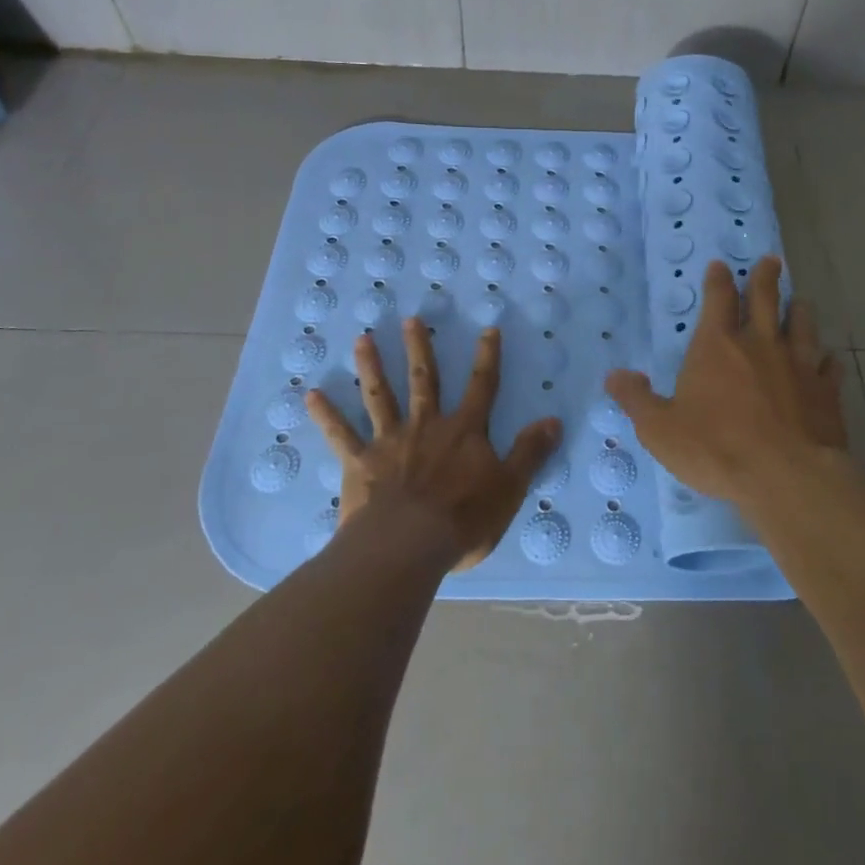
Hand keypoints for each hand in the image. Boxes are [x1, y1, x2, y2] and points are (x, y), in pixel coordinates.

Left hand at [306, 319, 561, 571]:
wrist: (408, 545)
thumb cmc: (463, 519)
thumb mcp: (510, 487)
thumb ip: (530, 452)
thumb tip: (554, 420)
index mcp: (464, 431)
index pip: (481, 386)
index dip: (487, 357)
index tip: (488, 329)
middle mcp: (426, 425)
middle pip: (424, 379)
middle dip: (419, 347)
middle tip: (410, 318)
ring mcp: (389, 441)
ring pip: (380, 396)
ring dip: (372, 366)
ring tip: (362, 338)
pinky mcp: (359, 463)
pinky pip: (340, 435)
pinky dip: (325, 415)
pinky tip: (310, 394)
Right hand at [607, 257, 846, 508]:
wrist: (786, 476)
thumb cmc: (716, 449)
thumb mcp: (660, 429)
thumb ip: (637, 400)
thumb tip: (614, 376)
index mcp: (718, 347)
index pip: (718, 300)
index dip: (718, 280)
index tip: (721, 265)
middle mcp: (760, 344)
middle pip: (765, 299)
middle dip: (766, 278)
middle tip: (771, 261)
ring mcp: (798, 365)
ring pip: (802, 325)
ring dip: (800, 310)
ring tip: (801, 301)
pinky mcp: (825, 391)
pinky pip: (828, 366)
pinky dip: (827, 359)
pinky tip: (828, 359)